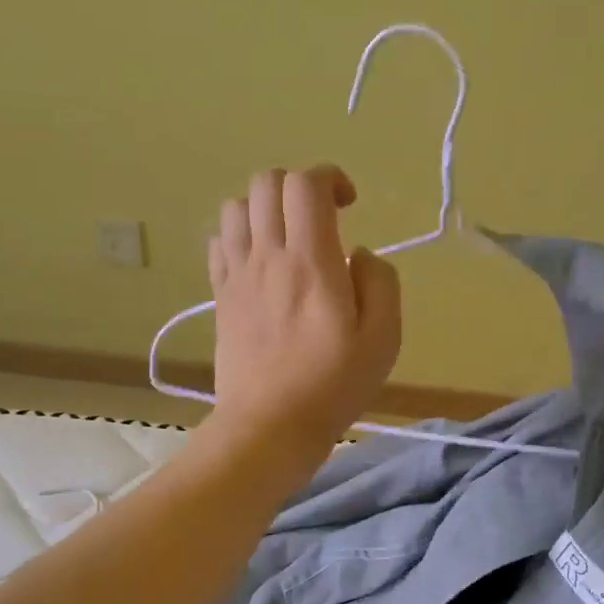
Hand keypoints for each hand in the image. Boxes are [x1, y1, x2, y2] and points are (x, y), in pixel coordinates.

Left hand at [207, 166, 401, 449]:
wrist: (269, 426)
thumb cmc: (333, 385)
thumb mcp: (384, 338)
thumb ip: (380, 282)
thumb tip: (357, 254)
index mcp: (312, 262)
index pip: (306, 184)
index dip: (330, 178)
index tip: (349, 206)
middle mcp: (268, 256)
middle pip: (267, 182)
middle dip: (299, 186)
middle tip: (322, 219)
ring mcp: (237, 274)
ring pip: (237, 206)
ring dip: (266, 208)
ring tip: (288, 238)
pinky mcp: (220, 295)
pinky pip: (219, 241)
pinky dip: (240, 235)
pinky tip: (261, 262)